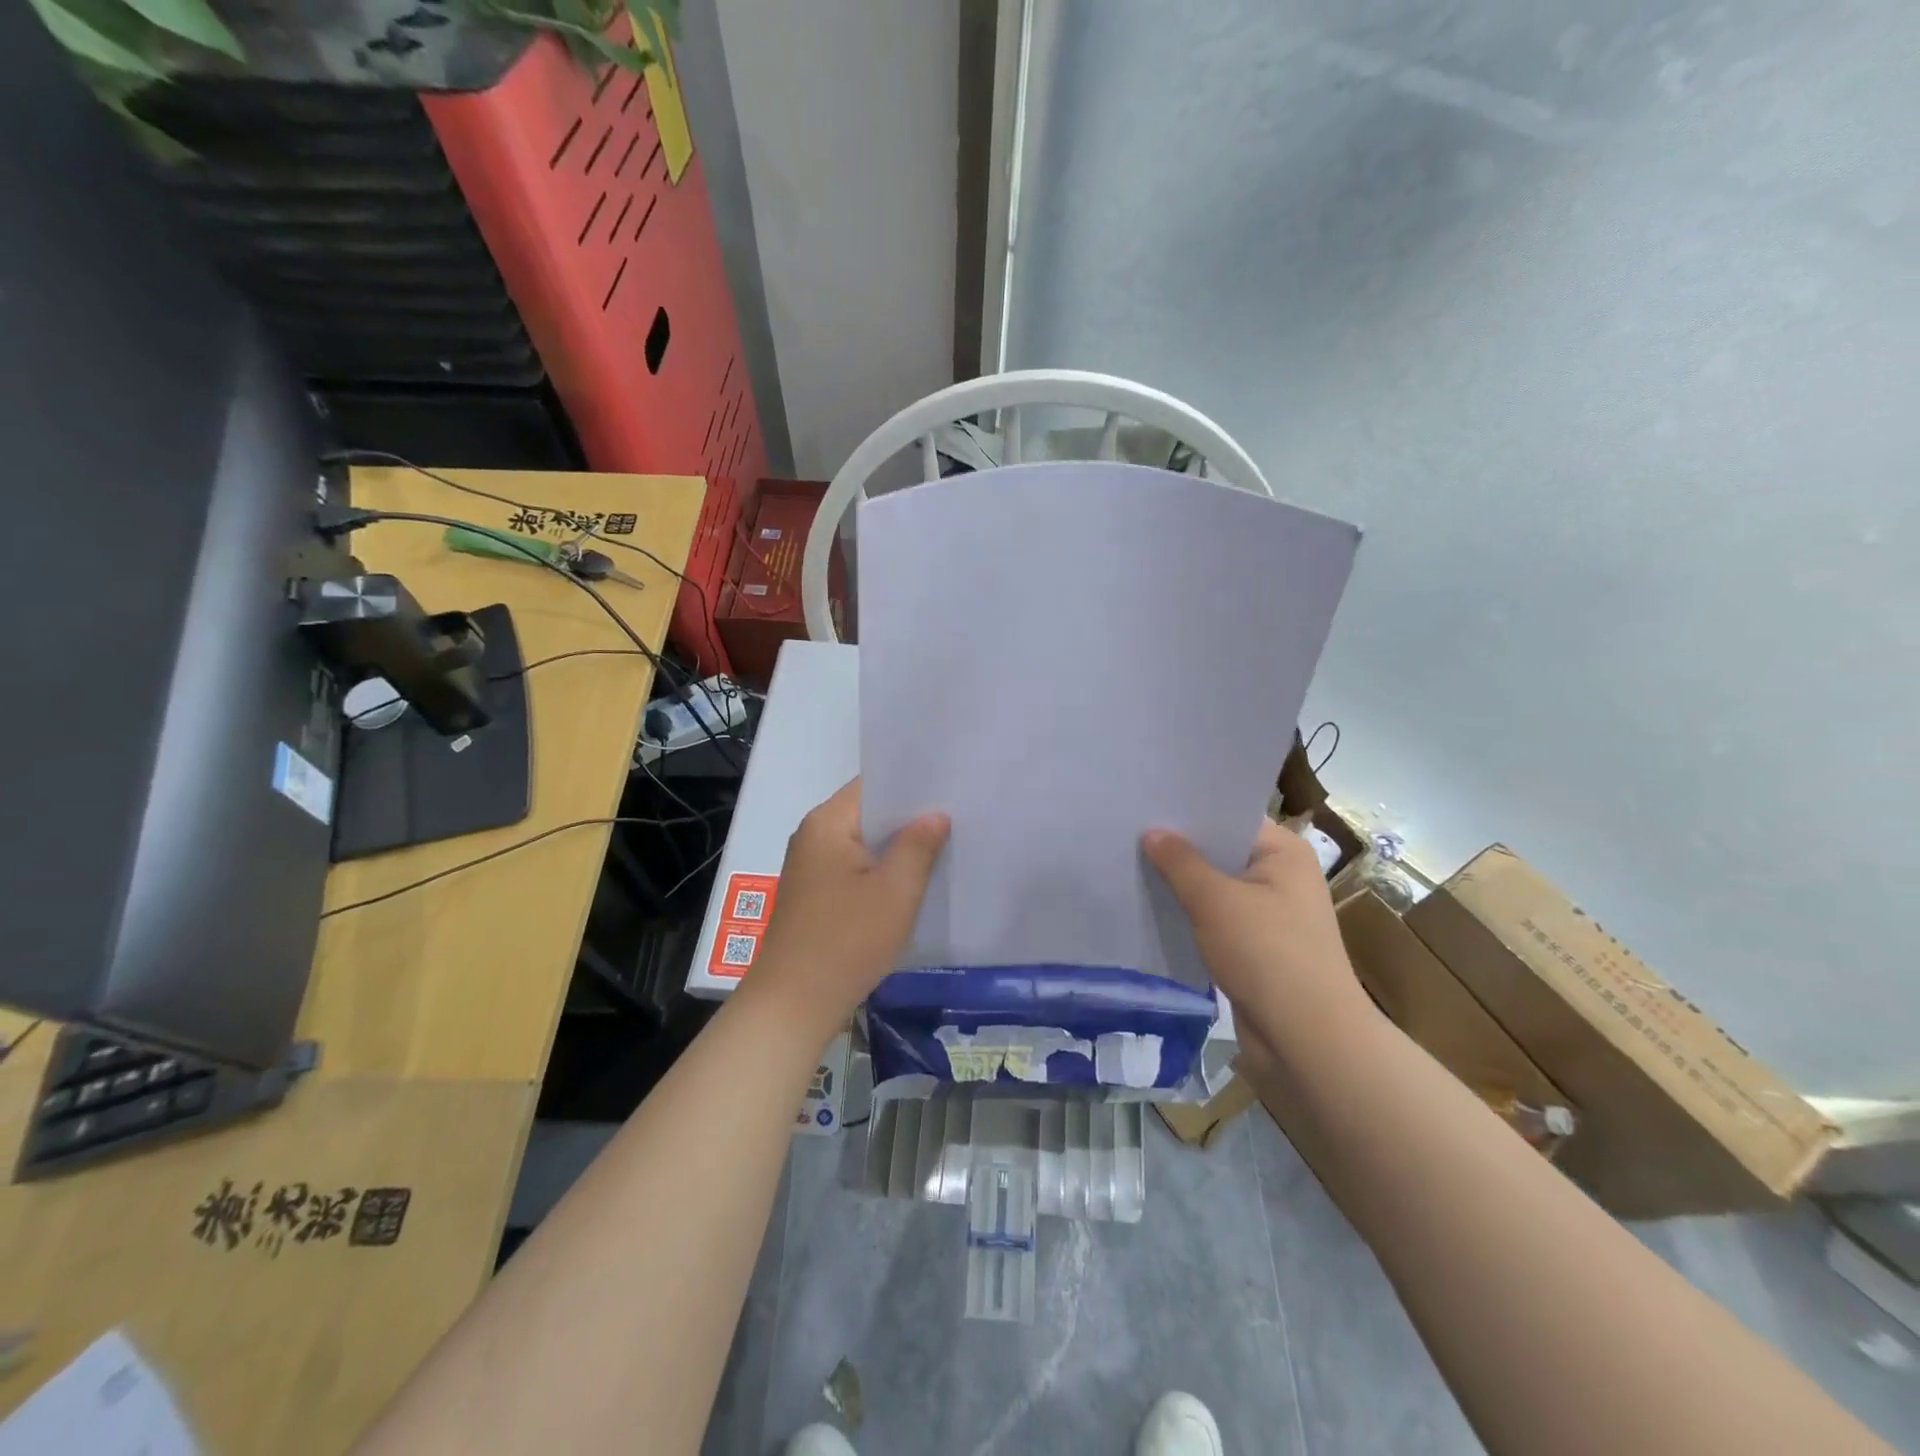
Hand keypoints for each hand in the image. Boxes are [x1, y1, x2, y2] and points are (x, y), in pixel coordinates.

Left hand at [748, 779, 948, 1035]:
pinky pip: (856, 871)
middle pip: (868, 814)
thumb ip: (918, 845)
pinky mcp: (816, 897)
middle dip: (909, 817)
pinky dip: (882, 872)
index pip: (873, 785)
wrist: (793, 1006)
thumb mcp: (894, 891)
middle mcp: (814, 838)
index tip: (950, 786)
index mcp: (827, 823)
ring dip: (897, 847)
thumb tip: (935, 814)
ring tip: (944, 844)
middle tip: (958, 815)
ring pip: (864, 845)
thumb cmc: (846, 941)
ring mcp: (812, 869)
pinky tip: (914, 881)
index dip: (912, 784)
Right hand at [1143, 819, 1371, 1056]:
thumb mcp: (1215, 901)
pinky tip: (1154, 908)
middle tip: (1128, 832)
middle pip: (1221, 851)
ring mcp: (1271, 913)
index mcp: (1284, 852)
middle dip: (1179, 848)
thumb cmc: (1267, 954)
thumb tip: (1152, 832)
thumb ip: (1180, 863)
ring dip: (1182, 884)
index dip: (1189, 811)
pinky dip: (1191, 914)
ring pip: (1216, 887)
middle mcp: (1281, 876)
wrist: (1306, 1039)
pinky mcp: (1257, 947)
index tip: (1145, 803)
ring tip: (1132, 866)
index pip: (1230, 816)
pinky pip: (1217, 919)